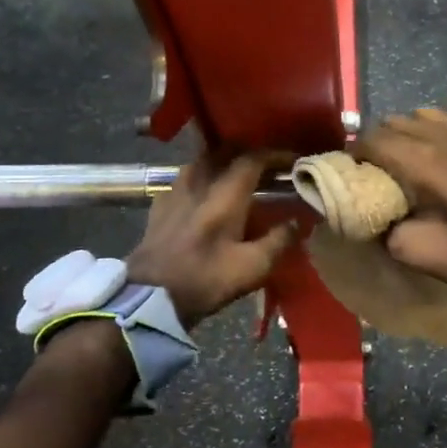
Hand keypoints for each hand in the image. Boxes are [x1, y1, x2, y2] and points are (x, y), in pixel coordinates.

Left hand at [124, 150, 300, 328]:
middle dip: (249, 152)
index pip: (253, 158)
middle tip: (267, 165)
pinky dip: (201, 177)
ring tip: (237, 174)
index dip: (276, 155)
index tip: (293, 161)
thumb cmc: (204, 281)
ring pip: (202, 161)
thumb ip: (278, 241)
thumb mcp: (251, 268)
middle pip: (225, 151)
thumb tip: (297, 222)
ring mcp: (175, 191)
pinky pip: (184, 178)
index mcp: (225, 195)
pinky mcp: (159, 204)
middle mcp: (200, 183)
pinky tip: (204, 193)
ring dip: (223, 161)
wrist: (149, 296)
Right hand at [357, 109, 446, 310]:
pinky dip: (444, 130)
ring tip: (405, 156)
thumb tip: (368, 210)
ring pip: (423, 115)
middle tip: (374, 168)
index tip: (349, 170)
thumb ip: (379, 221)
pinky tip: (445, 150)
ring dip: (408, 131)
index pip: (372, 139)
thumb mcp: (407, 248)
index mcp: (418, 159)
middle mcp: (441, 135)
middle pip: (394, 122)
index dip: (354, 153)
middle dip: (378, 142)